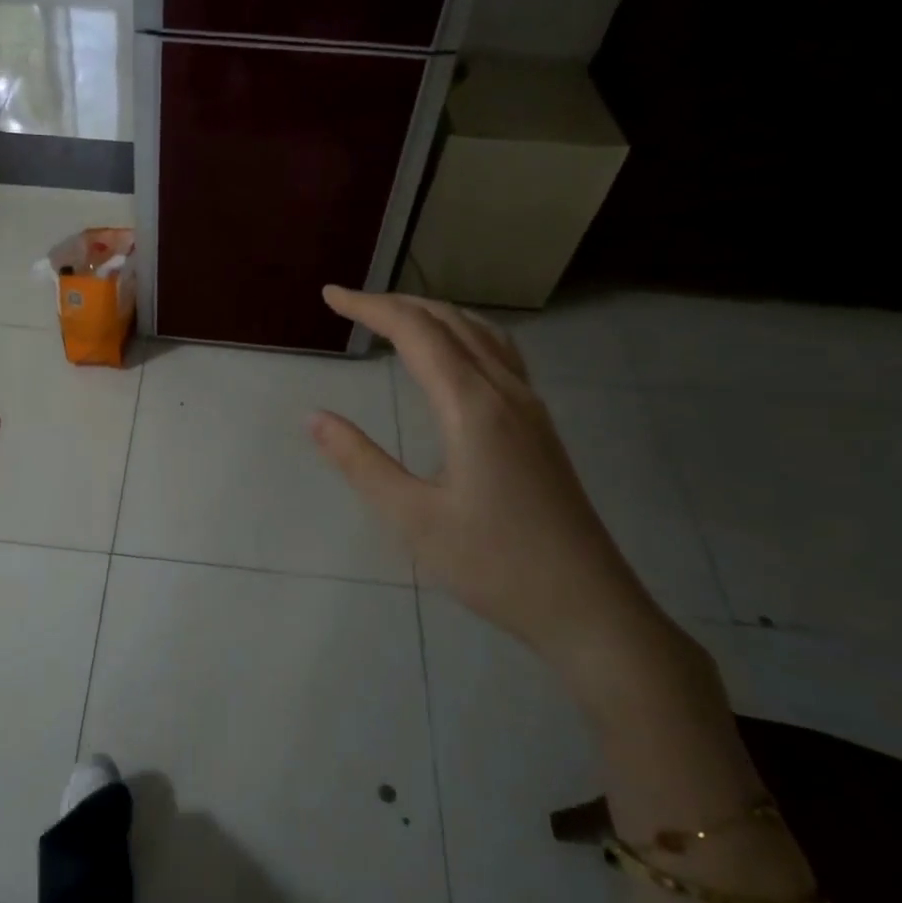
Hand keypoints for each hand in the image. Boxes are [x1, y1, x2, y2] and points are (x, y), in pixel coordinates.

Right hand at [310, 287, 680, 686]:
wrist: (587, 607)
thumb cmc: (493, 565)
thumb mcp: (412, 518)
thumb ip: (360, 462)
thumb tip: (314, 417)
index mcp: (472, 406)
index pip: (416, 333)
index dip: (370, 307)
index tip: (330, 295)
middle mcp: (506, 392)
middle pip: (450, 322)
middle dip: (397, 304)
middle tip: (351, 303)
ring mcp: (531, 407)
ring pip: (481, 333)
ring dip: (434, 314)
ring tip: (396, 316)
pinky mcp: (540, 427)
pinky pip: (500, 355)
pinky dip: (465, 333)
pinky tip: (455, 355)